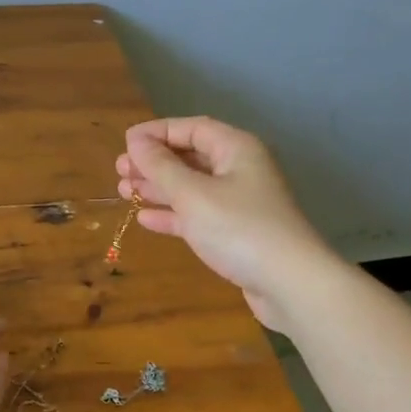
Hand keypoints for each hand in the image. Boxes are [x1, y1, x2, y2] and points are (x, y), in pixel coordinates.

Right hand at [116, 117, 330, 330]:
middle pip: (190, 156)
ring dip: (158, 188)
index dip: (157, 132)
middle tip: (120, 170)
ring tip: (123, 191)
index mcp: (236, 149)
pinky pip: (198, 214)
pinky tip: (146, 218)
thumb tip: (136, 142)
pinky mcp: (236, 232)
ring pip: (191, 187)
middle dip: (154, 162)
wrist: (290, 284)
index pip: (192, 128)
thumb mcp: (192, 194)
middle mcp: (240, 170)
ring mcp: (239, 203)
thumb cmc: (239, 228)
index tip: (125, 143)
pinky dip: (173, 214)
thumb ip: (161, 167)